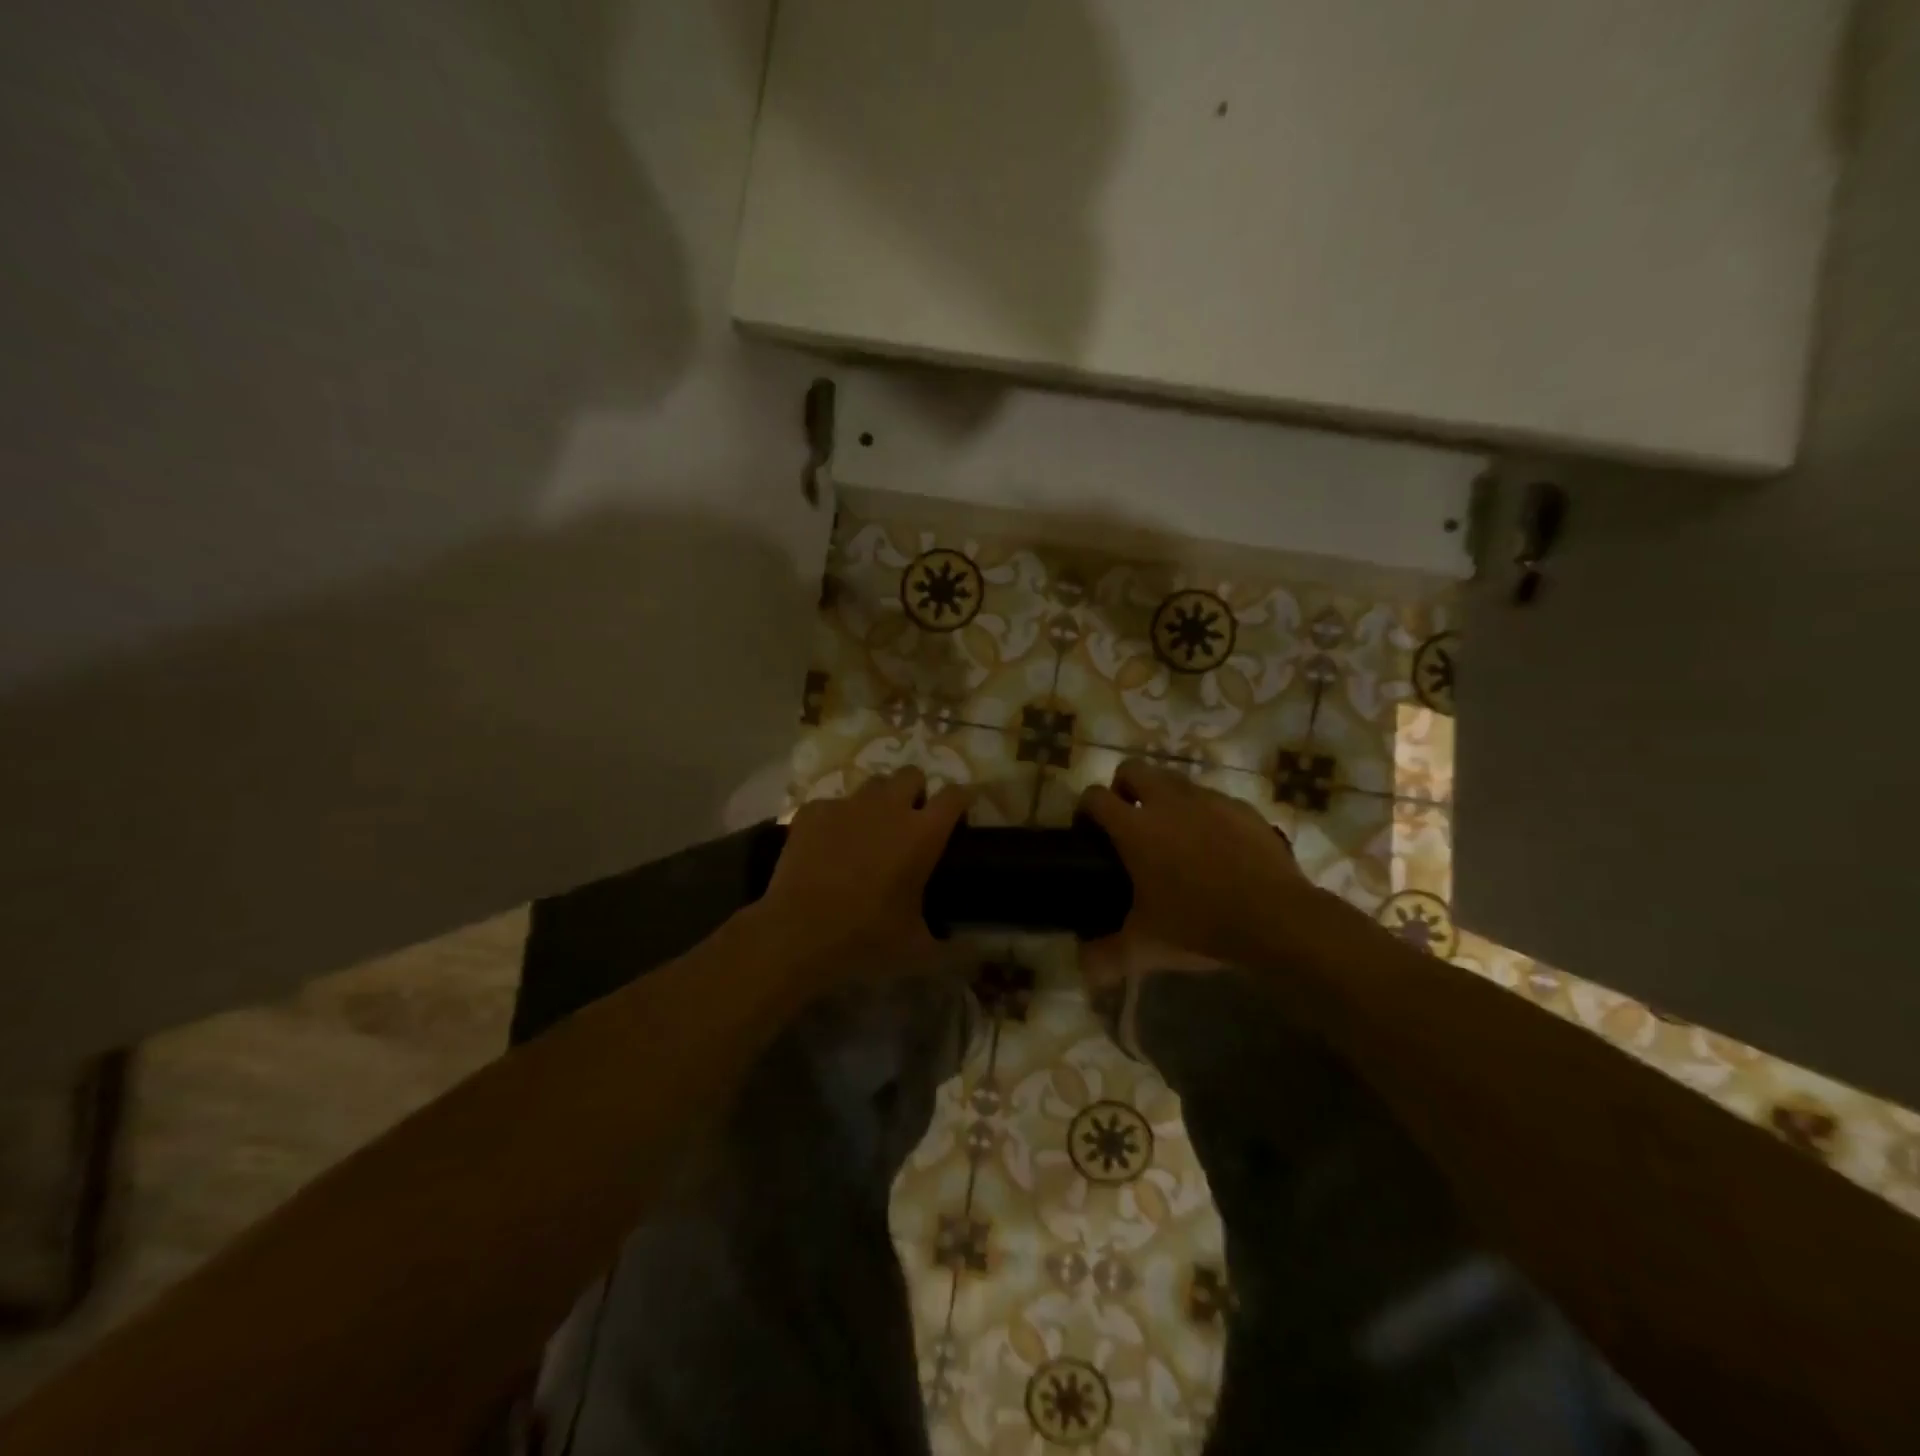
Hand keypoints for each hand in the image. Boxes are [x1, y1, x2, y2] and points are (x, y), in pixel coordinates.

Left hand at [758, 768, 969, 978]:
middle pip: (912, 775)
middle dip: (916, 792)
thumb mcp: (918, 950)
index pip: (955, 795)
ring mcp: (847, 805)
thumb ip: (954, 947)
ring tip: (870, 830)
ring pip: (873, 783)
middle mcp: (888, 807)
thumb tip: (978, 951)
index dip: (962, 801)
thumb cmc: (865, 938)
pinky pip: (833, 803)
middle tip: (910, 823)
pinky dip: (836, 819)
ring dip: (879, 800)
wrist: (796, 934)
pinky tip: (829, 845)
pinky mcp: (813, 811)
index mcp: (922, 834)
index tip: (959, 817)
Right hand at [1076, 758, 1308, 985]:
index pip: (1095, 796)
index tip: (1088, 832)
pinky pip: (1212, 800)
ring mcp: (1208, 799)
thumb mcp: (1146, 946)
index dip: (1086, 809)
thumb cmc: (1199, 925)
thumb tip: (1084, 970)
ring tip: (1173, 835)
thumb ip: (1107, 956)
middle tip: (1129, 823)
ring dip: (1164, 798)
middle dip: (1123, 788)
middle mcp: (1167, 802)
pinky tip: (1215, 848)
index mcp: (1135, 828)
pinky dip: (1204, 814)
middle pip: (1132, 769)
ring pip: (1174, 780)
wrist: (1276, 918)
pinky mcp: (1242, 807)